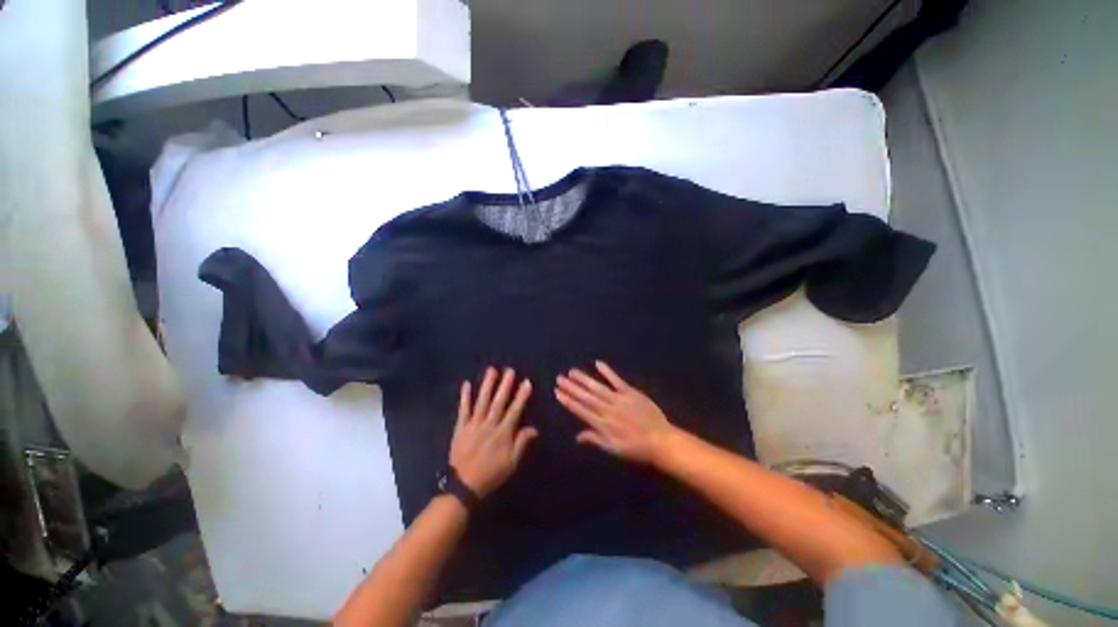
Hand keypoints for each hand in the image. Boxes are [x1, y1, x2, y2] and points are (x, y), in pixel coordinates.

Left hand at [450, 367, 537, 496]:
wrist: (463, 486)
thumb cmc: (491, 474)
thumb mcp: (511, 463)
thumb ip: (521, 443)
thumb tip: (534, 428)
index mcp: (503, 434)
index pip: (514, 411)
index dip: (521, 396)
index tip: (526, 382)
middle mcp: (489, 425)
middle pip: (498, 402)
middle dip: (505, 385)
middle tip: (510, 370)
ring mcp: (473, 425)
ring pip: (481, 402)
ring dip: (487, 385)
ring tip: (492, 370)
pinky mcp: (460, 428)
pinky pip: (463, 410)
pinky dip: (464, 397)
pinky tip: (466, 384)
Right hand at [555, 361, 677, 464]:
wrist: (660, 441)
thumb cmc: (636, 448)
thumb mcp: (614, 450)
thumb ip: (595, 440)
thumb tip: (577, 437)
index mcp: (602, 425)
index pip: (581, 410)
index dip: (568, 401)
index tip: (557, 392)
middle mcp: (607, 410)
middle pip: (586, 397)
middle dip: (571, 387)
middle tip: (559, 378)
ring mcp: (619, 399)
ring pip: (597, 388)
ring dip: (583, 379)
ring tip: (571, 372)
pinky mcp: (630, 392)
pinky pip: (616, 380)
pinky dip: (607, 372)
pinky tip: (597, 363)